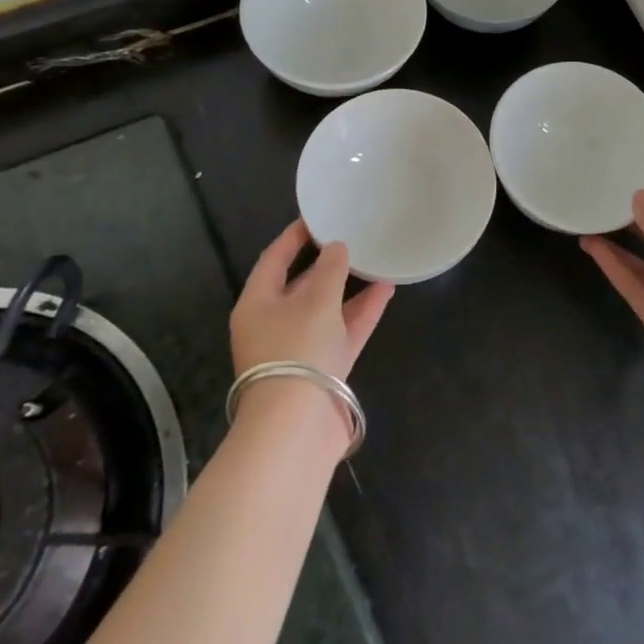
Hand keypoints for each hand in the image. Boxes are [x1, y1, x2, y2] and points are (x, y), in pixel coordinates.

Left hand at [230, 220, 393, 382]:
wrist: (298, 426)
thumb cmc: (297, 350)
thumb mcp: (316, 301)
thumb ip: (331, 270)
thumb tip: (337, 248)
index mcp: (257, 304)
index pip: (274, 259)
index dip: (294, 237)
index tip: (317, 216)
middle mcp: (274, 324)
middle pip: (300, 285)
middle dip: (326, 263)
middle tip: (351, 236)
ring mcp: (300, 348)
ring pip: (326, 309)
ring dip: (350, 287)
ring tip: (375, 259)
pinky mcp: (324, 368)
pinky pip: (344, 330)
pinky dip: (362, 311)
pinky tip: (386, 289)